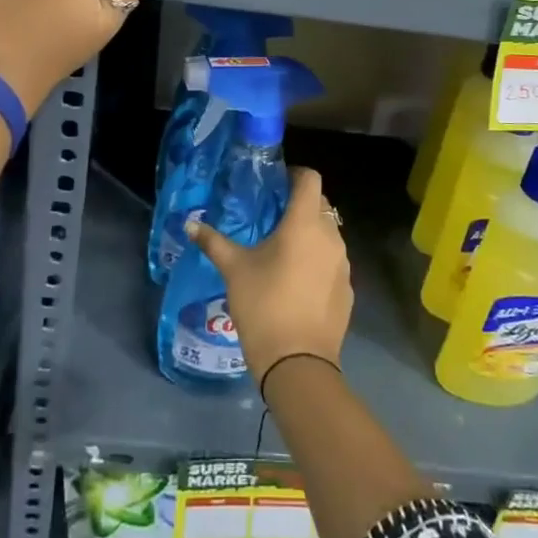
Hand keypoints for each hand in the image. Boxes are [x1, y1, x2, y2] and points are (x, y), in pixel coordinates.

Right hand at [190, 167, 351, 384]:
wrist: (298, 363)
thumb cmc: (264, 305)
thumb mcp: (234, 270)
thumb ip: (213, 242)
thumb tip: (189, 224)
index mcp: (304, 223)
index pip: (310, 178)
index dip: (295, 175)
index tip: (276, 184)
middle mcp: (331, 237)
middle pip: (320, 205)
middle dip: (300, 205)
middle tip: (272, 218)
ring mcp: (343, 264)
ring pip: (329, 235)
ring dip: (310, 235)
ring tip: (283, 251)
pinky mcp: (348, 289)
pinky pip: (333, 263)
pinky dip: (318, 262)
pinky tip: (297, 283)